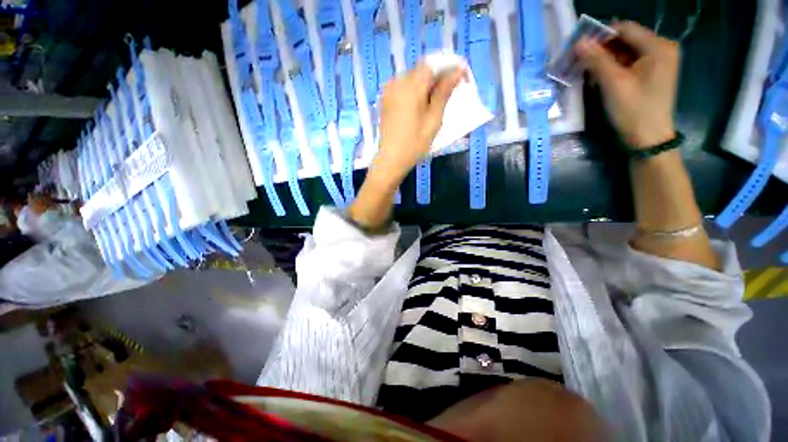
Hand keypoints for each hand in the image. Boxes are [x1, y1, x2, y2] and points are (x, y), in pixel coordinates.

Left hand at [373, 64, 464, 185]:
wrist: (390, 160)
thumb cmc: (414, 144)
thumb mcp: (433, 120)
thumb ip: (444, 92)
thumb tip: (458, 71)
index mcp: (411, 86)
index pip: (432, 65)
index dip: (448, 68)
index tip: (460, 77)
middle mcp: (397, 82)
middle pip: (421, 70)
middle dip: (437, 77)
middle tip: (449, 92)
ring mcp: (388, 90)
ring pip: (412, 78)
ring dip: (425, 84)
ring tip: (434, 101)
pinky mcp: (385, 99)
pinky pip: (402, 86)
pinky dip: (414, 91)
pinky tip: (419, 105)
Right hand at [575, 21, 679, 147]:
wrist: (648, 138)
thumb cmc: (633, 110)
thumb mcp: (613, 83)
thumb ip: (596, 60)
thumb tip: (577, 42)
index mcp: (658, 46)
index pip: (625, 29)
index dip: (600, 35)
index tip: (578, 48)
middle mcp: (662, 48)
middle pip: (626, 40)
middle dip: (601, 49)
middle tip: (580, 61)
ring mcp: (658, 61)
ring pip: (625, 52)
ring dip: (605, 60)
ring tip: (586, 72)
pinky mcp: (652, 73)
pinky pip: (629, 63)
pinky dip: (613, 68)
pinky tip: (600, 78)